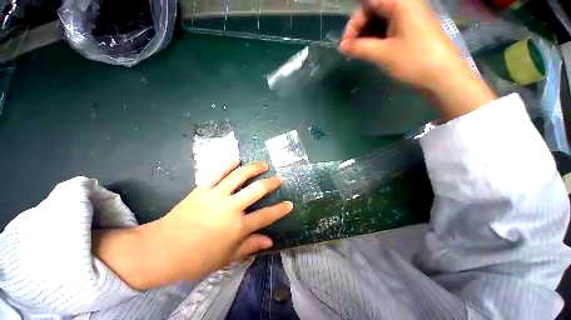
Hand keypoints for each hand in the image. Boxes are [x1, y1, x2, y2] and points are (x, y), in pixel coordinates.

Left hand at [93, 161, 292, 289]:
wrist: (161, 249)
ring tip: (263, 165)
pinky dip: (227, 164)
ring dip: (254, 168)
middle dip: (271, 182)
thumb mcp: (227, 257)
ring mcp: (216, 195)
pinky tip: (236, 159)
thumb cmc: (196, 258)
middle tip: (279, 178)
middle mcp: (230, 207)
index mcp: (237, 227)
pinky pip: (217, 172)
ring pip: (239, 176)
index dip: (280, 210)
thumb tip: (269, 241)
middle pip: (257, 190)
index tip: (290, 204)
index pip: (266, 216)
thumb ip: (249, 246)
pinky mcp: (202, 189)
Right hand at [339, 0, 466, 90]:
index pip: (369, 2)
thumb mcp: (382, 54)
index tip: (346, 43)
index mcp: (400, 3)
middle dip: (359, 29)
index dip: (354, 22)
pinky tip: (372, 51)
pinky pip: (389, 28)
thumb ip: (359, 48)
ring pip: (381, 20)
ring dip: (367, 35)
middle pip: (374, 9)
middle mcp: (406, 5)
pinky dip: (378, 38)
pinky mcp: (412, 29)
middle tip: (352, 49)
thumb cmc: (413, 61)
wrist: (444, 77)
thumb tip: (342, 46)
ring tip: (361, 53)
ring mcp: (410, 17)